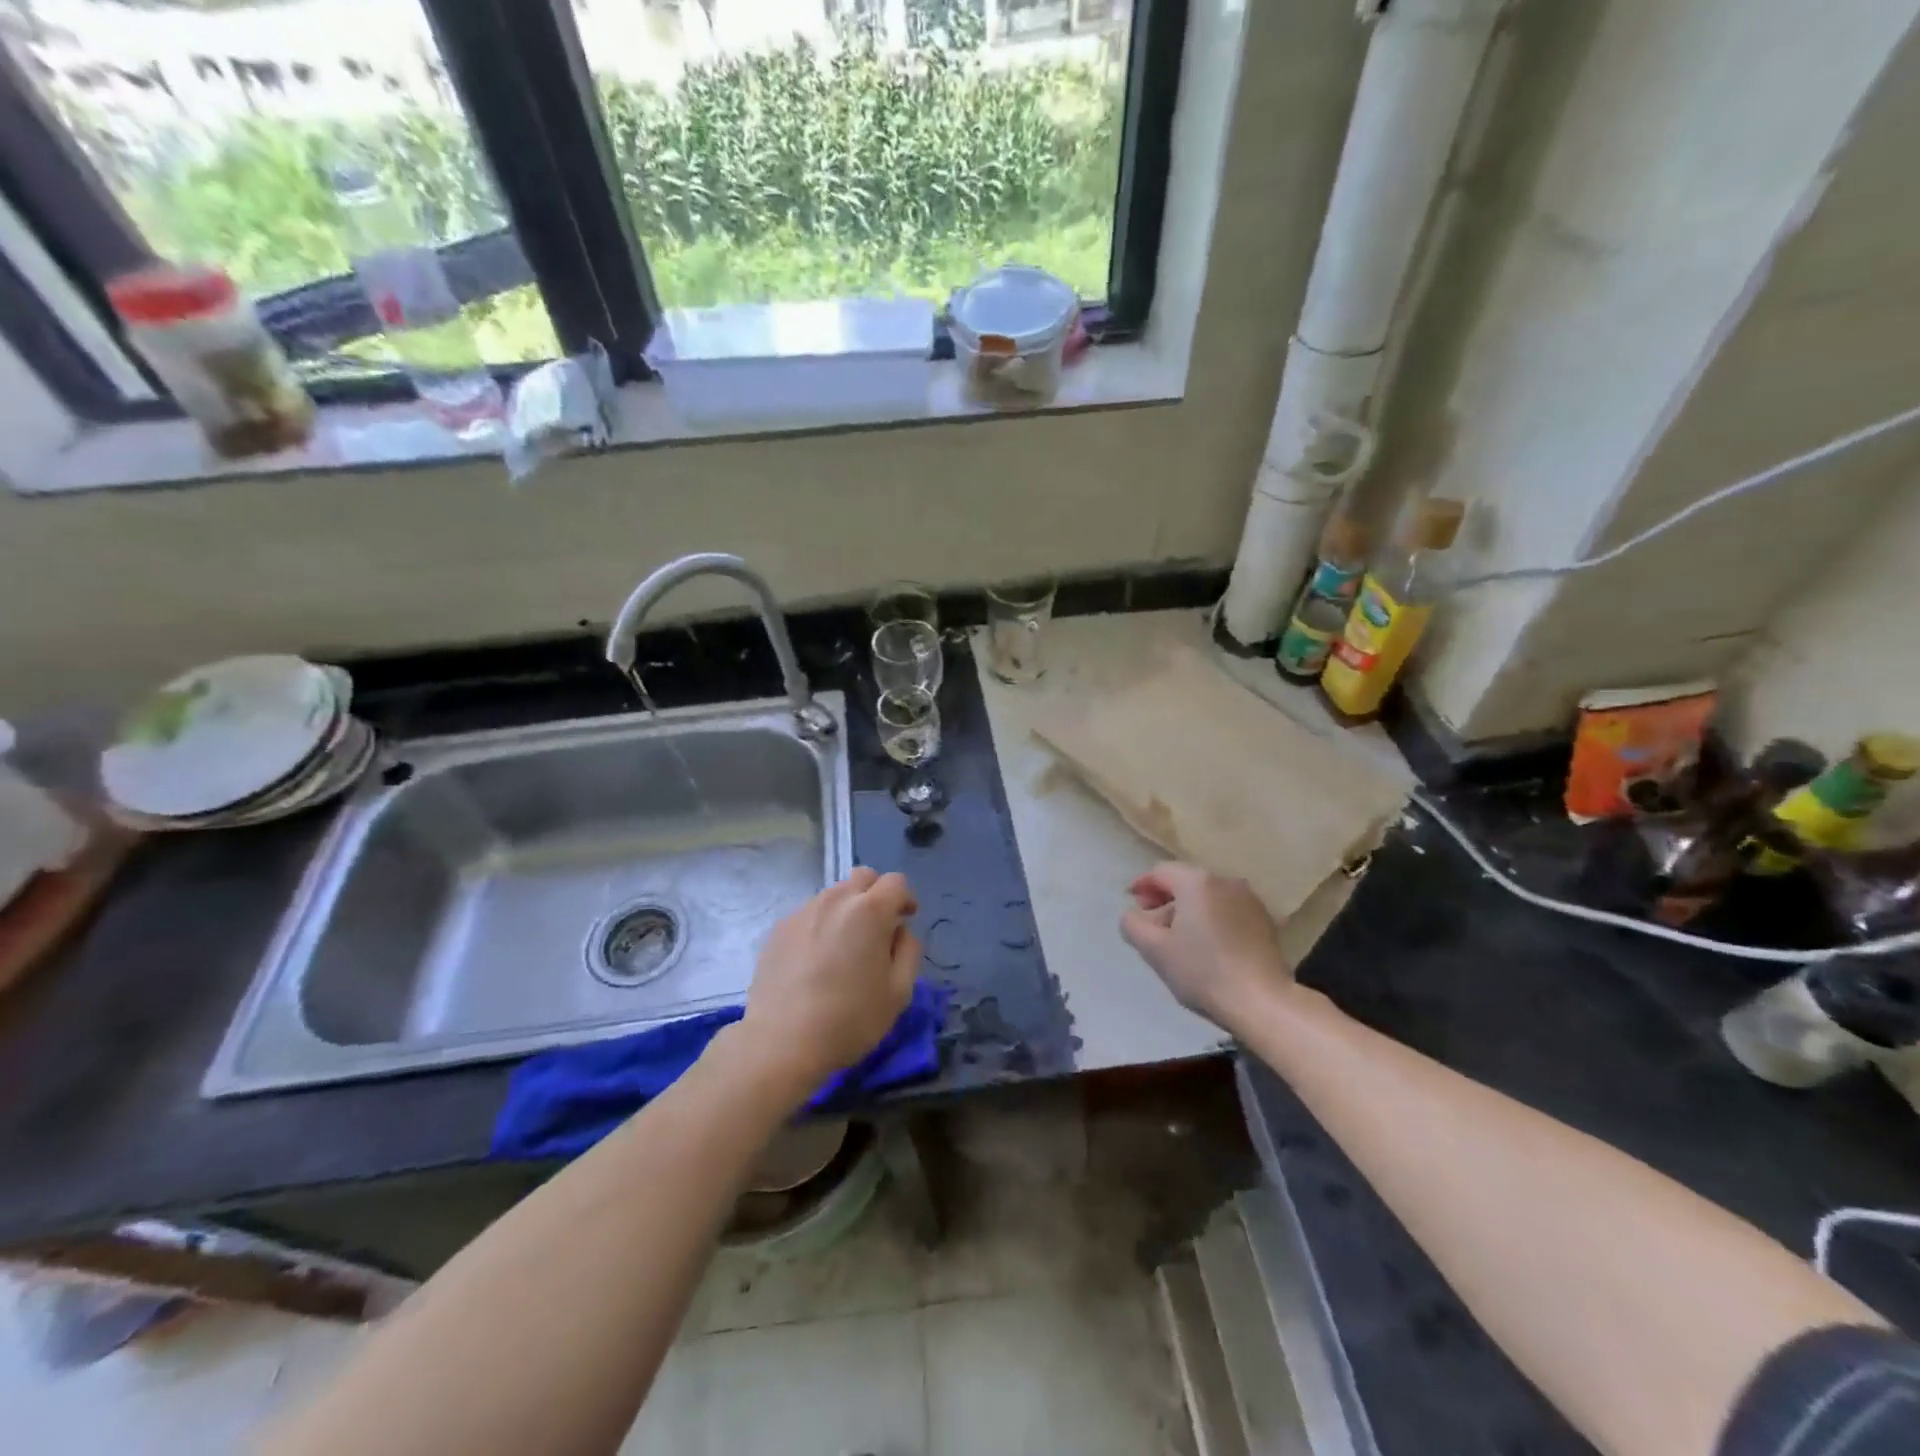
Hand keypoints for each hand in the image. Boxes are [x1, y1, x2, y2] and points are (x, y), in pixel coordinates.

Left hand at [735, 868, 920, 1098]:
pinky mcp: (779, 929)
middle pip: (862, 877)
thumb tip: (899, 930)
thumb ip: (908, 950)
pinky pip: (809, 914)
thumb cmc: (850, 1019)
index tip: (905, 920)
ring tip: (844, 947)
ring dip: (847, 910)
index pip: (896, 882)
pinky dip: (821, 925)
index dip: (905, 898)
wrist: (781, 1042)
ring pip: (834, 895)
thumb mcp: (899, 992)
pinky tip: (816, 960)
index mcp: (870, 910)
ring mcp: (803, 911)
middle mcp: (835, 900)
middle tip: (877, 928)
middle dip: (876, 894)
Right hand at [1120, 862, 1290, 1030]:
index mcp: (1196, 882)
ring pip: (1208, 896)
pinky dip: (1211, 918)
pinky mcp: (1265, 920)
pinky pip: (1227, 909)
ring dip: (1189, 909)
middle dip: (1165, 898)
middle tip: (1152, 923)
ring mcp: (1249, 899)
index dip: (1142, 884)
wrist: (1262, 1001)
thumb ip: (1133, 925)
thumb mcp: (1155, 950)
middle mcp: (1225, 881)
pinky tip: (1208, 944)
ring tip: (1180, 937)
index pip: (1160, 871)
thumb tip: (1132, 915)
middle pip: (1185, 881)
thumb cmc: (1203, 971)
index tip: (1132, 902)